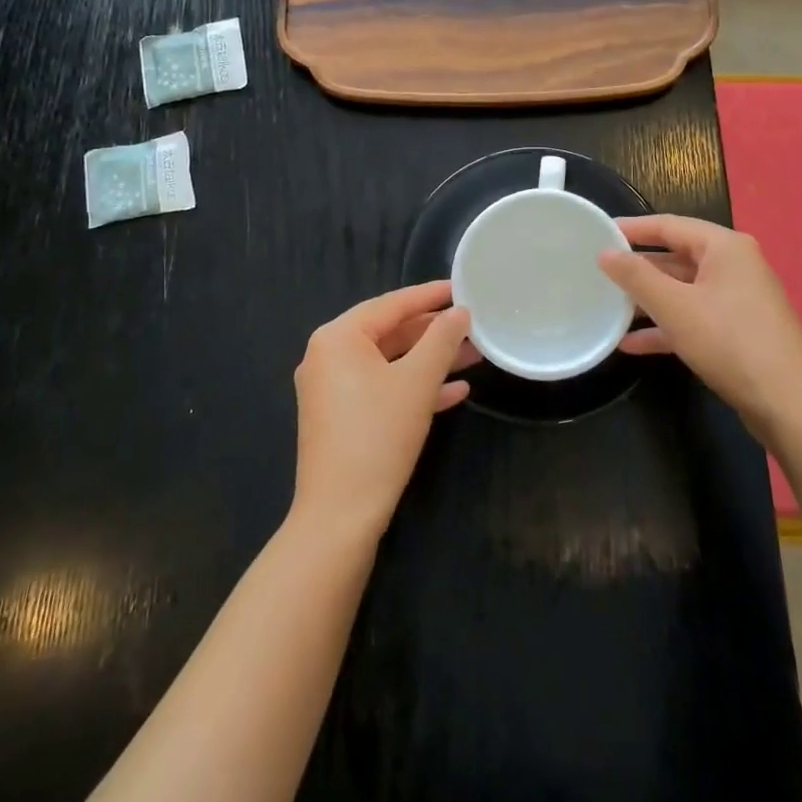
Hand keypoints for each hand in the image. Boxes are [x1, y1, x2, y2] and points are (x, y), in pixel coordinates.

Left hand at [291, 281, 472, 539]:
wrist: (340, 514)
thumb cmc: (378, 435)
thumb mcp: (417, 382)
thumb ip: (441, 340)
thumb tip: (461, 312)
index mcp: (338, 338)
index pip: (391, 304)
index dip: (430, 295)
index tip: (461, 287)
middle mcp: (328, 356)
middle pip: (389, 332)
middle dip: (434, 332)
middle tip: (472, 324)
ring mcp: (331, 389)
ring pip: (389, 363)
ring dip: (429, 361)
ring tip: (473, 355)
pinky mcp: (340, 417)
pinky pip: (381, 389)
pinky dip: (413, 387)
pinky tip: (454, 392)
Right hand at [597, 214, 801, 430]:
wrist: (790, 405)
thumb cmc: (730, 342)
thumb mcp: (674, 306)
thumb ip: (636, 276)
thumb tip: (605, 252)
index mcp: (725, 247)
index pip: (669, 225)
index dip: (632, 228)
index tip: (598, 232)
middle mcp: (734, 266)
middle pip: (676, 258)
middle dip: (638, 269)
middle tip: (598, 273)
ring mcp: (738, 300)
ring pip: (682, 291)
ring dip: (648, 301)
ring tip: (608, 308)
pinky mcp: (737, 332)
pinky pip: (693, 318)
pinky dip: (666, 327)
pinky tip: (632, 344)